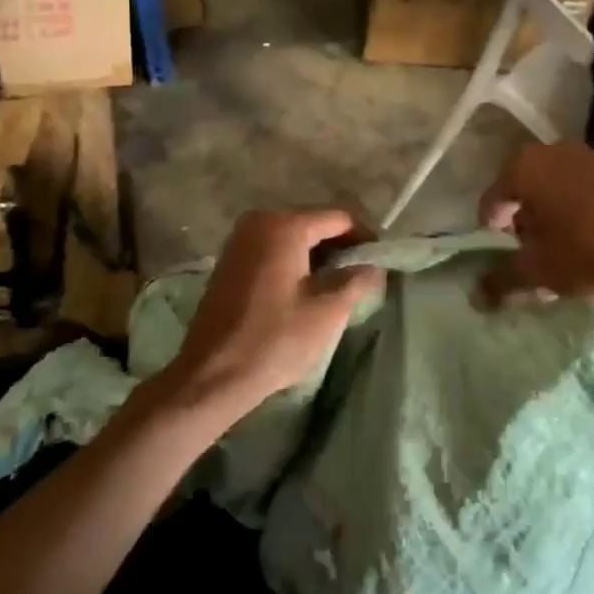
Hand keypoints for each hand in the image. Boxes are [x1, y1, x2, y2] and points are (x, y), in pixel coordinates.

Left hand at [164, 209, 382, 420]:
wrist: (213, 375)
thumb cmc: (275, 339)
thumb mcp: (328, 311)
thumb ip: (356, 280)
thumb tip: (373, 266)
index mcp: (284, 226)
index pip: (339, 218)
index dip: (365, 237)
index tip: (381, 262)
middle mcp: (259, 221)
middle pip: (314, 223)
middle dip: (341, 246)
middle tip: (363, 275)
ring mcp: (239, 240)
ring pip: (293, 237)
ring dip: (318, 255)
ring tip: (339, 285)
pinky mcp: (230, 260)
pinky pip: (273, 249)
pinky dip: (294, 261)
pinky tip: (306, 289)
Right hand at [477, 141, 593, 305]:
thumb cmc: (590, 249)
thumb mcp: (540, 271)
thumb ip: (503, 281)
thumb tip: (476, 295)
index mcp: (524, 167)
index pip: (492, 201)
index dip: (492, 235)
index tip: (505, 260)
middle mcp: (553, 151)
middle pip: (525, 193)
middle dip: (525, 225)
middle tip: (533, 257)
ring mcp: (591, 156)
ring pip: (557, 191)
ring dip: (555, 219)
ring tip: (566, 254)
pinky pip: (587, 192)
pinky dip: (582, 213)